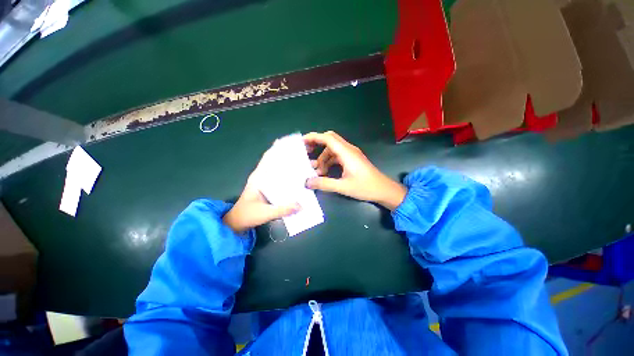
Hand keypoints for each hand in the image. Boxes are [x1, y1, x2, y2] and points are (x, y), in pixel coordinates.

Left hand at [223, 151, 299, 233]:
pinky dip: (287, 177)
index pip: (267, 159)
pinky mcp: (268, 189)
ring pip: (278, 171)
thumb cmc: (247, 215)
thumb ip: (282, 210)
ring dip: (288, 167)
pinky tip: (297, 179)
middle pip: (275, 163)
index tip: (289, 143)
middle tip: (302, 154)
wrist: (237, 223)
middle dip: (287, 157)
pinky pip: (279, 180)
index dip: (277, 150)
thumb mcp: (265, 213)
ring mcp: (265, 183)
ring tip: (303, 164)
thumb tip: (301, 205)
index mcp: (258, 178)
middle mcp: (261, 177)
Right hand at [304, 131, 406, 209]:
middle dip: (316, 144)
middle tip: (306, 152)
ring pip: (332, 150)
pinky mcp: (352, 160)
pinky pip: (337, 156)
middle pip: (330, 140)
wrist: (384, 190)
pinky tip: (325, 173)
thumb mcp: (343, 187)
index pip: (327, 138)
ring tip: (316, 171)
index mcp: (346, 153)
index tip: (301, 142)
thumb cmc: (366, 187)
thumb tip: (307, 182)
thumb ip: (324, 184)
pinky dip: (329, 162)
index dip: (313, 137)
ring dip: (323, 158)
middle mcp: (348, 150)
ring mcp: (351, 154)